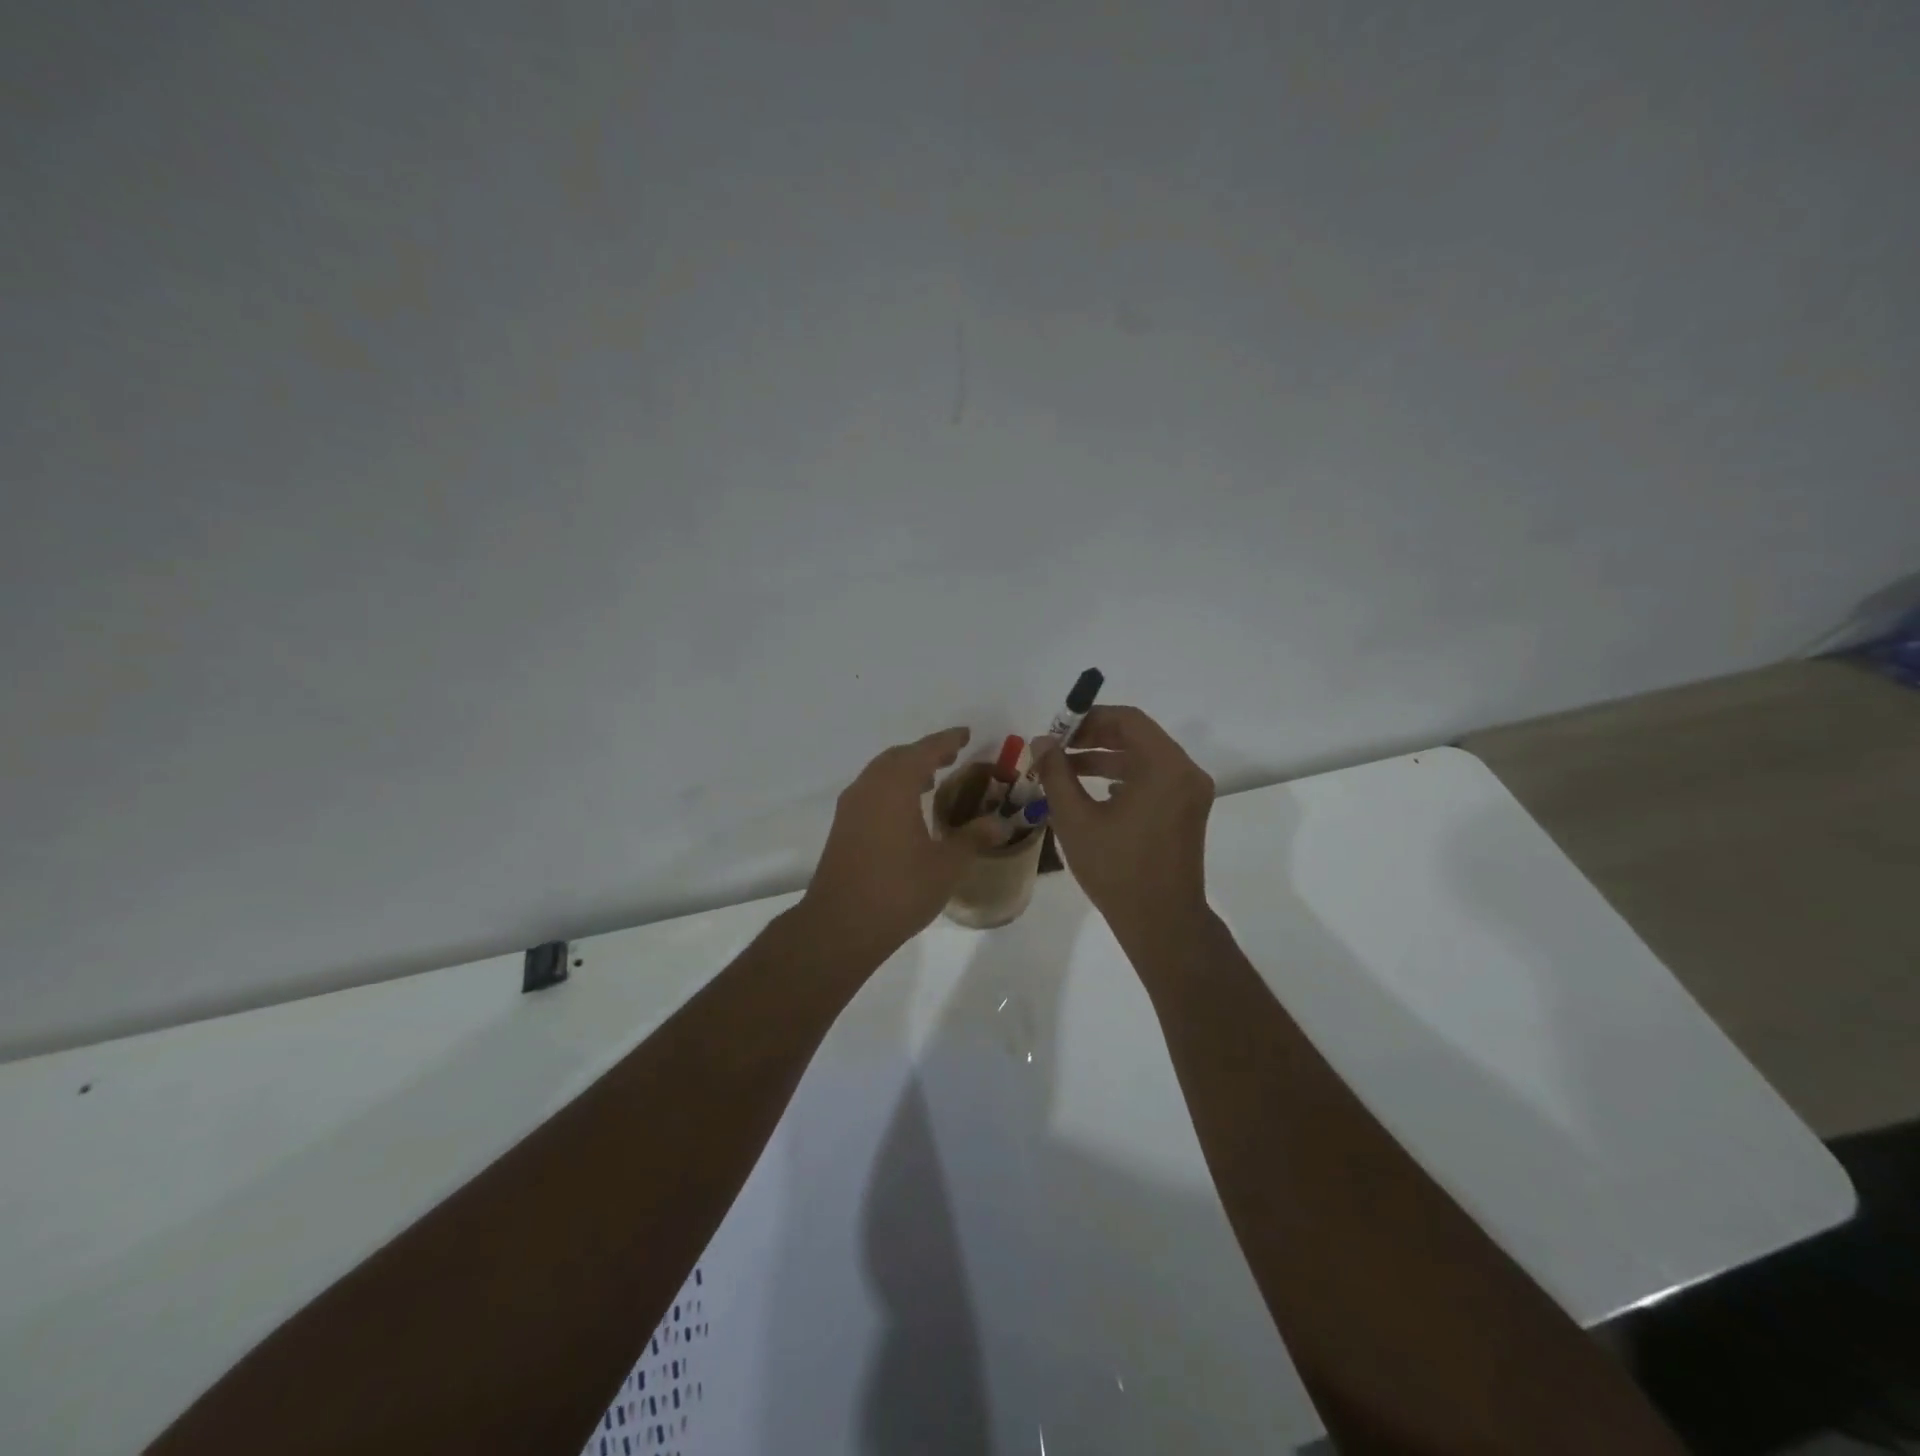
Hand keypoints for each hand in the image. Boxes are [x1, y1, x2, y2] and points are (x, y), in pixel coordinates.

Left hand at [799, 727, 995, 965]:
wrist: (841, 926)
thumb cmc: (899, 890)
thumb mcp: (946, 865)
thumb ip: (973, 838)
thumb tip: (1000, 823)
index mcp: (894, 786)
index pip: (924, 751)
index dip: (947, 740)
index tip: (966, 734)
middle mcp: (869, 788)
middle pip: (898, 757)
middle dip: (925, 753)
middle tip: (952, 755)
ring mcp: (851, 808)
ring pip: (880, 774)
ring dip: (906, 771)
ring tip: (932, 779)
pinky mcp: (843, 828)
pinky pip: (871, 792)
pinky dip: (892, 789)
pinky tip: (907, 810)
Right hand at [1032, 706, 1215, 945]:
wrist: (1161, 922)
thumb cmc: (1116, 869)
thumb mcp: (1075, 819)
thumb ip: (1056, 773)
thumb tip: (1042, 741)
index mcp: (1165, 766)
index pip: (1127, 720)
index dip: (1089, 719)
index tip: (1058, 732)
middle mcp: (1185, 772)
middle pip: (1137, 736)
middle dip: (1094, 738)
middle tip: (1058, 750)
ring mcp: (1190, 793)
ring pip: (1145, 758)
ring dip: (1106, 759)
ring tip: (1066, 771)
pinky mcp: (1187, 811)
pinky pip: (1154, 779)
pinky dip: (1124, 777)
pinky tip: (1095, 794)